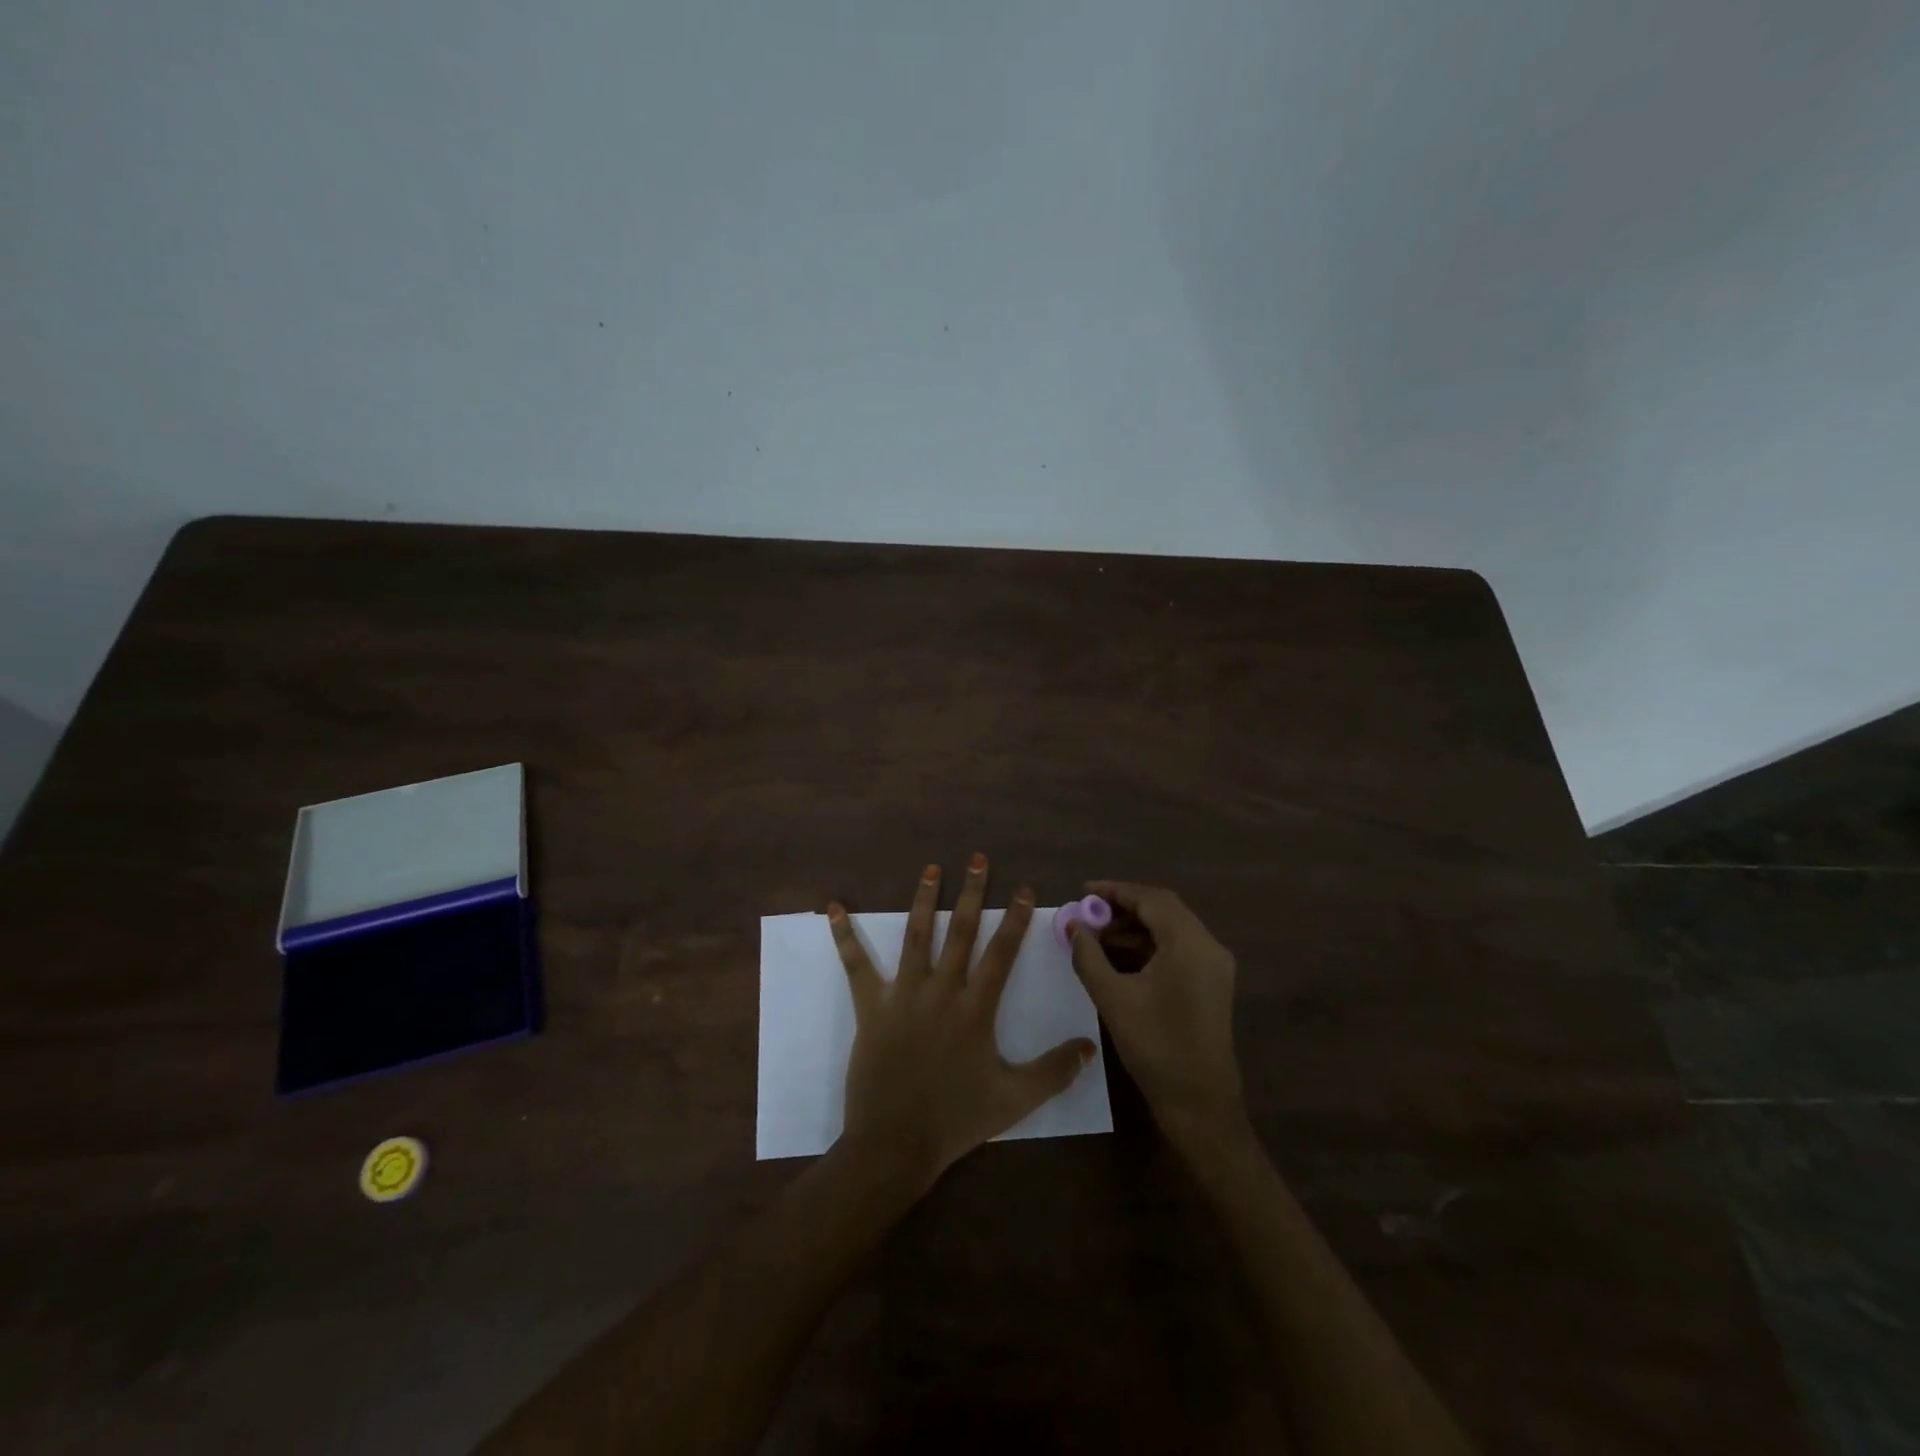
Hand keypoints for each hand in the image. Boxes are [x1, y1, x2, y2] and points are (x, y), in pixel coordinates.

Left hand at [829, 856, 1097, 1191]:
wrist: (895, 1144)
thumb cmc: (956, 1120)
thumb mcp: (1014, 1099)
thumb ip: (1054, 1071)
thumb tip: (1090, 1046)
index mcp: (975, 1009)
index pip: (1002, 954)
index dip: (1016, 920)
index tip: (1024, 889)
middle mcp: (941, 991)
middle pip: (961, 932)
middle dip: (973, 893)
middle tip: (978, 859)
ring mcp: (903, 995)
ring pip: (916, 936)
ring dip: (924, 899)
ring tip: (931, 868)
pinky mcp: (871, 1007)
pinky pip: (856, 966)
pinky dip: (845, 936)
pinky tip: (834, 908)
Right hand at [1067, 881, 1244, 1147]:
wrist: (1200, 1103)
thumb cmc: (1155, 1047)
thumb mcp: (1113, 998)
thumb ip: (1089, 955)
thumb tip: (1073, 925)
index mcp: (1189, 944)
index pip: (1151, 899)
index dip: (1115, 891)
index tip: (1083, 892)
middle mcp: (1208, 946)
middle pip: (1163, 909)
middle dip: (1123, 908)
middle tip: (1088, 916)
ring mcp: (1214, 965)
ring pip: (1171, 928)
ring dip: (1135, 928)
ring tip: (1097, 939)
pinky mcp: (1212, 983)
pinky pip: (1178, 948)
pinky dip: (1149, 945)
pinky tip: (1120, 959)